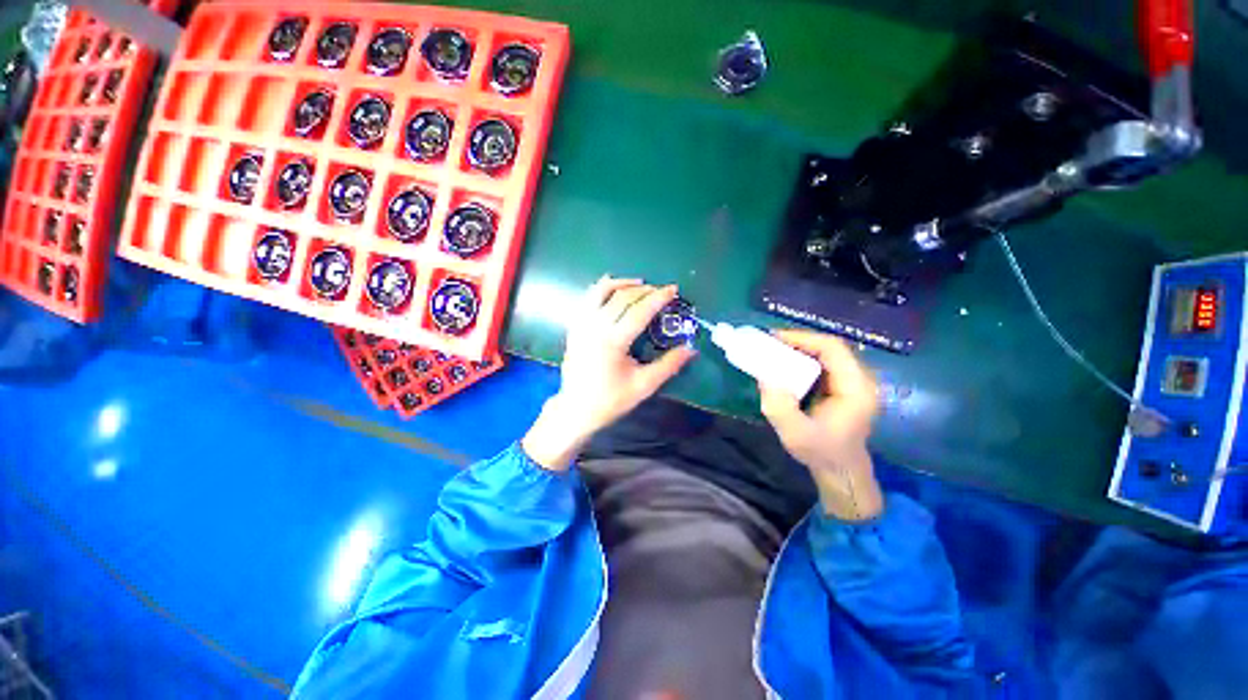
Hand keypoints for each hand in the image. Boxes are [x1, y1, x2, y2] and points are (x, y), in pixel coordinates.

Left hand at [522, 276, 696, 470]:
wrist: (576, 410)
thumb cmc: (611, 400)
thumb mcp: (644, 386)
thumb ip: (668, 365)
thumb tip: (691, 349)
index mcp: (613, 341)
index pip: (639, 311)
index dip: (658, 298)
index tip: (673, 289)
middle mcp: (595, 327)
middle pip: (621, 297)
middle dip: (644, 290)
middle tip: (660, 290)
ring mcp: (581, 325)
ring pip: (600, 292)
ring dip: (621, 283)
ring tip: (638, 283)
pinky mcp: (574, 328)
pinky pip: (587, 300)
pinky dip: (600, 289)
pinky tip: (611, 288)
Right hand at [758, 330, 883, 520]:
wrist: (841, 471)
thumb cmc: (822, 452)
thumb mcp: (796, 434)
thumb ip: (780, 407)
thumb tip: (764, 377)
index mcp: (855, 388)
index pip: (833, 349)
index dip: (803, 338)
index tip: (774, 339)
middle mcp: (859, 380)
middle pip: (830, 348)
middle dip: (798, 341)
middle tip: (769, 343)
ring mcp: (852, 382)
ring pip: (826, 353)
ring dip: (799, 349)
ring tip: (773, 351)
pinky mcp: (842, 387)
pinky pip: (822, 363)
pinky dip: (801, 359)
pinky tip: (784, 364)